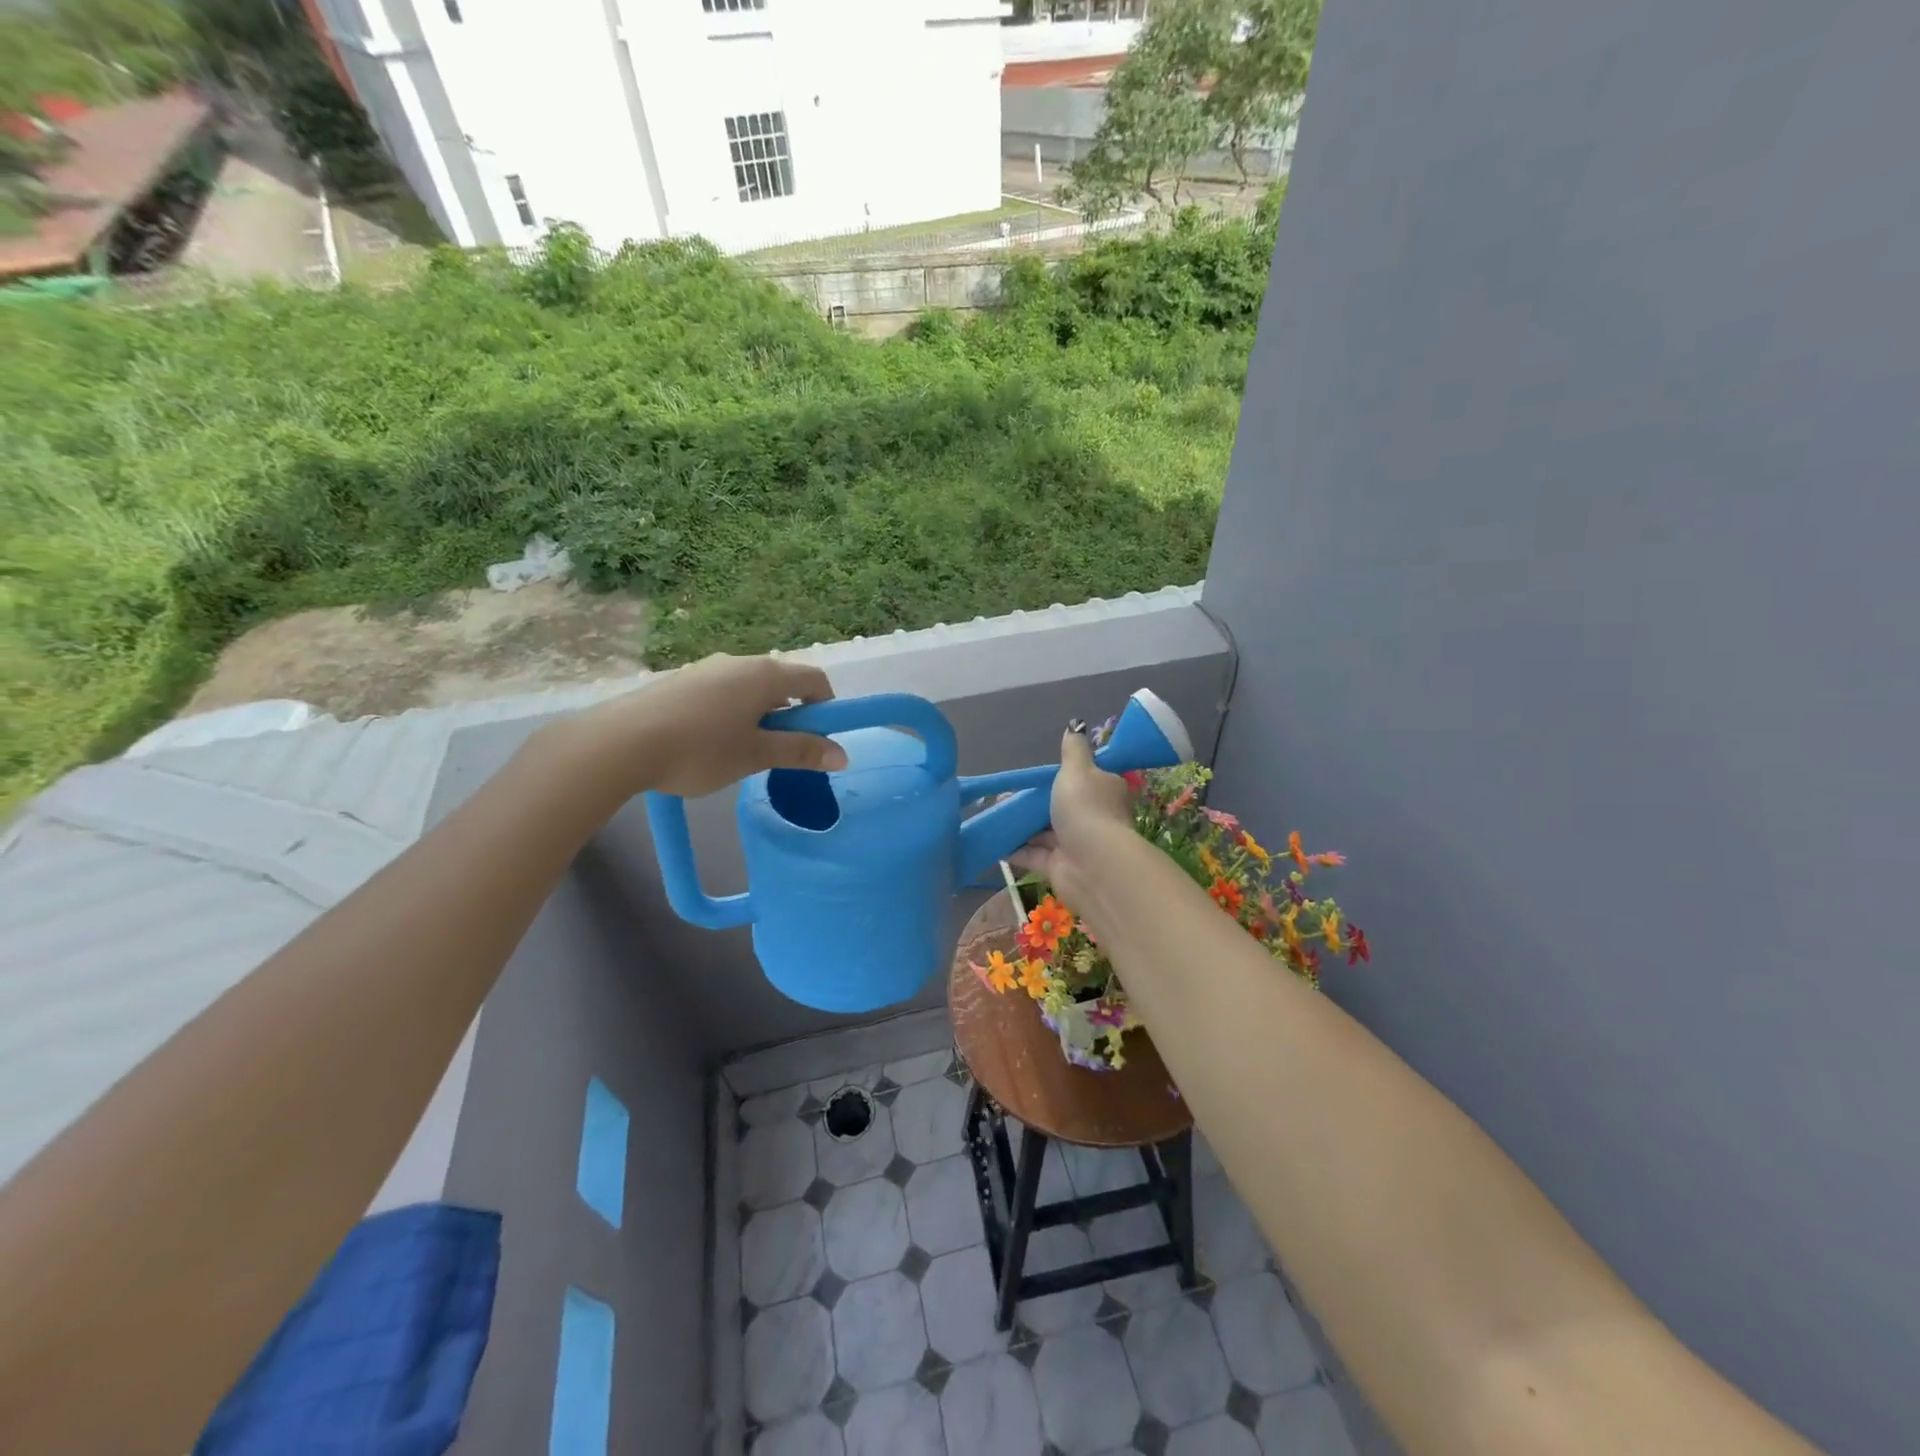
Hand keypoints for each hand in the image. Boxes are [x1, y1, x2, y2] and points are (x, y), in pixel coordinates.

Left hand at [546, 652, 848, 802]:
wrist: (619, 744)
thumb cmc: (700, 750)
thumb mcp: (756, 755)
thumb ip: (801, 752)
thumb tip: (842, 755)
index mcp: (765, 675)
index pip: (814, 679)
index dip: (826, 706)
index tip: (821, 737)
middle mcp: (738, 662)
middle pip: (781, 682)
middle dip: (792, 714)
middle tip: (782, 751)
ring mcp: (706, 669)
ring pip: (749, 688)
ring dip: (761, 715)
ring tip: (744, 752)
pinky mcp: (680, 681)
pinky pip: (722, 692)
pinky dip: (732, 713)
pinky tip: (711, 744)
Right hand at [1010, 725, 1135, 908]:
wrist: (1092, 864)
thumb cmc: (1086, 809)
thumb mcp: (1078, 769)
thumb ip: (1073, 749)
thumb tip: (1076, 724)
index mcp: (1104, 791)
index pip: (1086, 779)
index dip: (1062, 777)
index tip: (1036, 777)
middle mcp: (1093, 817)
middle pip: (1060, 806)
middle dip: (1034, 803)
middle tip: (1005, 796)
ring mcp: (1076, 844)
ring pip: (1044, 832)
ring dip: (1021, 826)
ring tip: (994, 815)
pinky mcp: (1059, 867)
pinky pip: (1033, 855)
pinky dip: (1015, 850)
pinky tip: (994, 842)